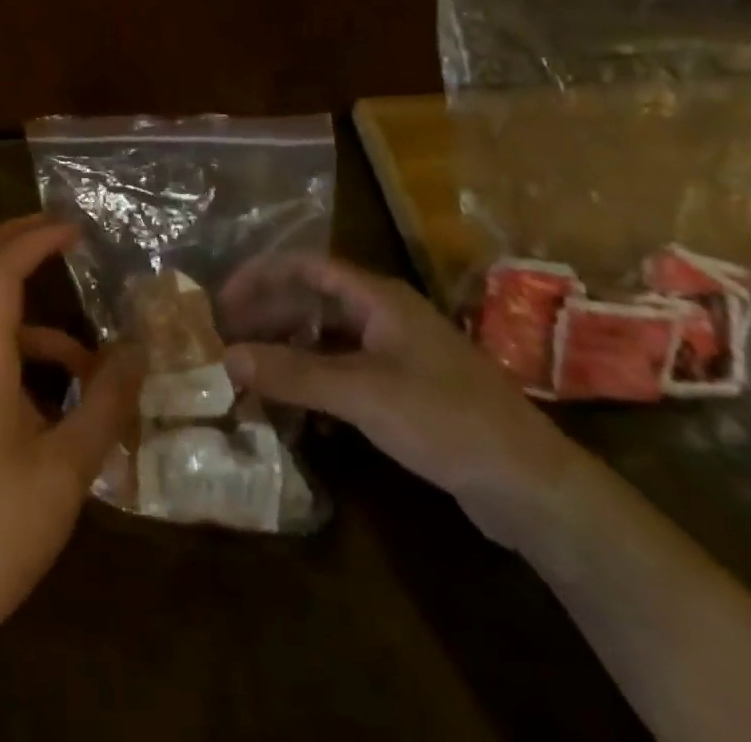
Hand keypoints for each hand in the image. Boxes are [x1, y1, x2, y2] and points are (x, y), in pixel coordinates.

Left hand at [0, 216, 143, 656]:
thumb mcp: (67, 472)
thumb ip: (105, 404)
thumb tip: (138, 352)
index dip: (35, 241)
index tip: (75, 230)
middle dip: (6, 240)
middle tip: (52, 230)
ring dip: (27, 318)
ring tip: (88, 363)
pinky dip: (19, 358)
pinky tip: (57, 403)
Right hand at [222, 254, 584, 544]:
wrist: (529, 484)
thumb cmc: (444, 419)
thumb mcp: (361, 394)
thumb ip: (293, 373)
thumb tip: (227, 357)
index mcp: (377, 298)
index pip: (305, 266)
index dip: (260, 276)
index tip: (221, 300)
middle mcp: (383, 315)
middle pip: (312, 302)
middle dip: (268, 317)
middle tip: (227, 342)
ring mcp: (396, 353)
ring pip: (327, 340)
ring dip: (288, 353)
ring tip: (251, 375)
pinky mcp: (404, 391)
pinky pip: (344, 374)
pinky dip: (315, 384)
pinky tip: (297, 413)